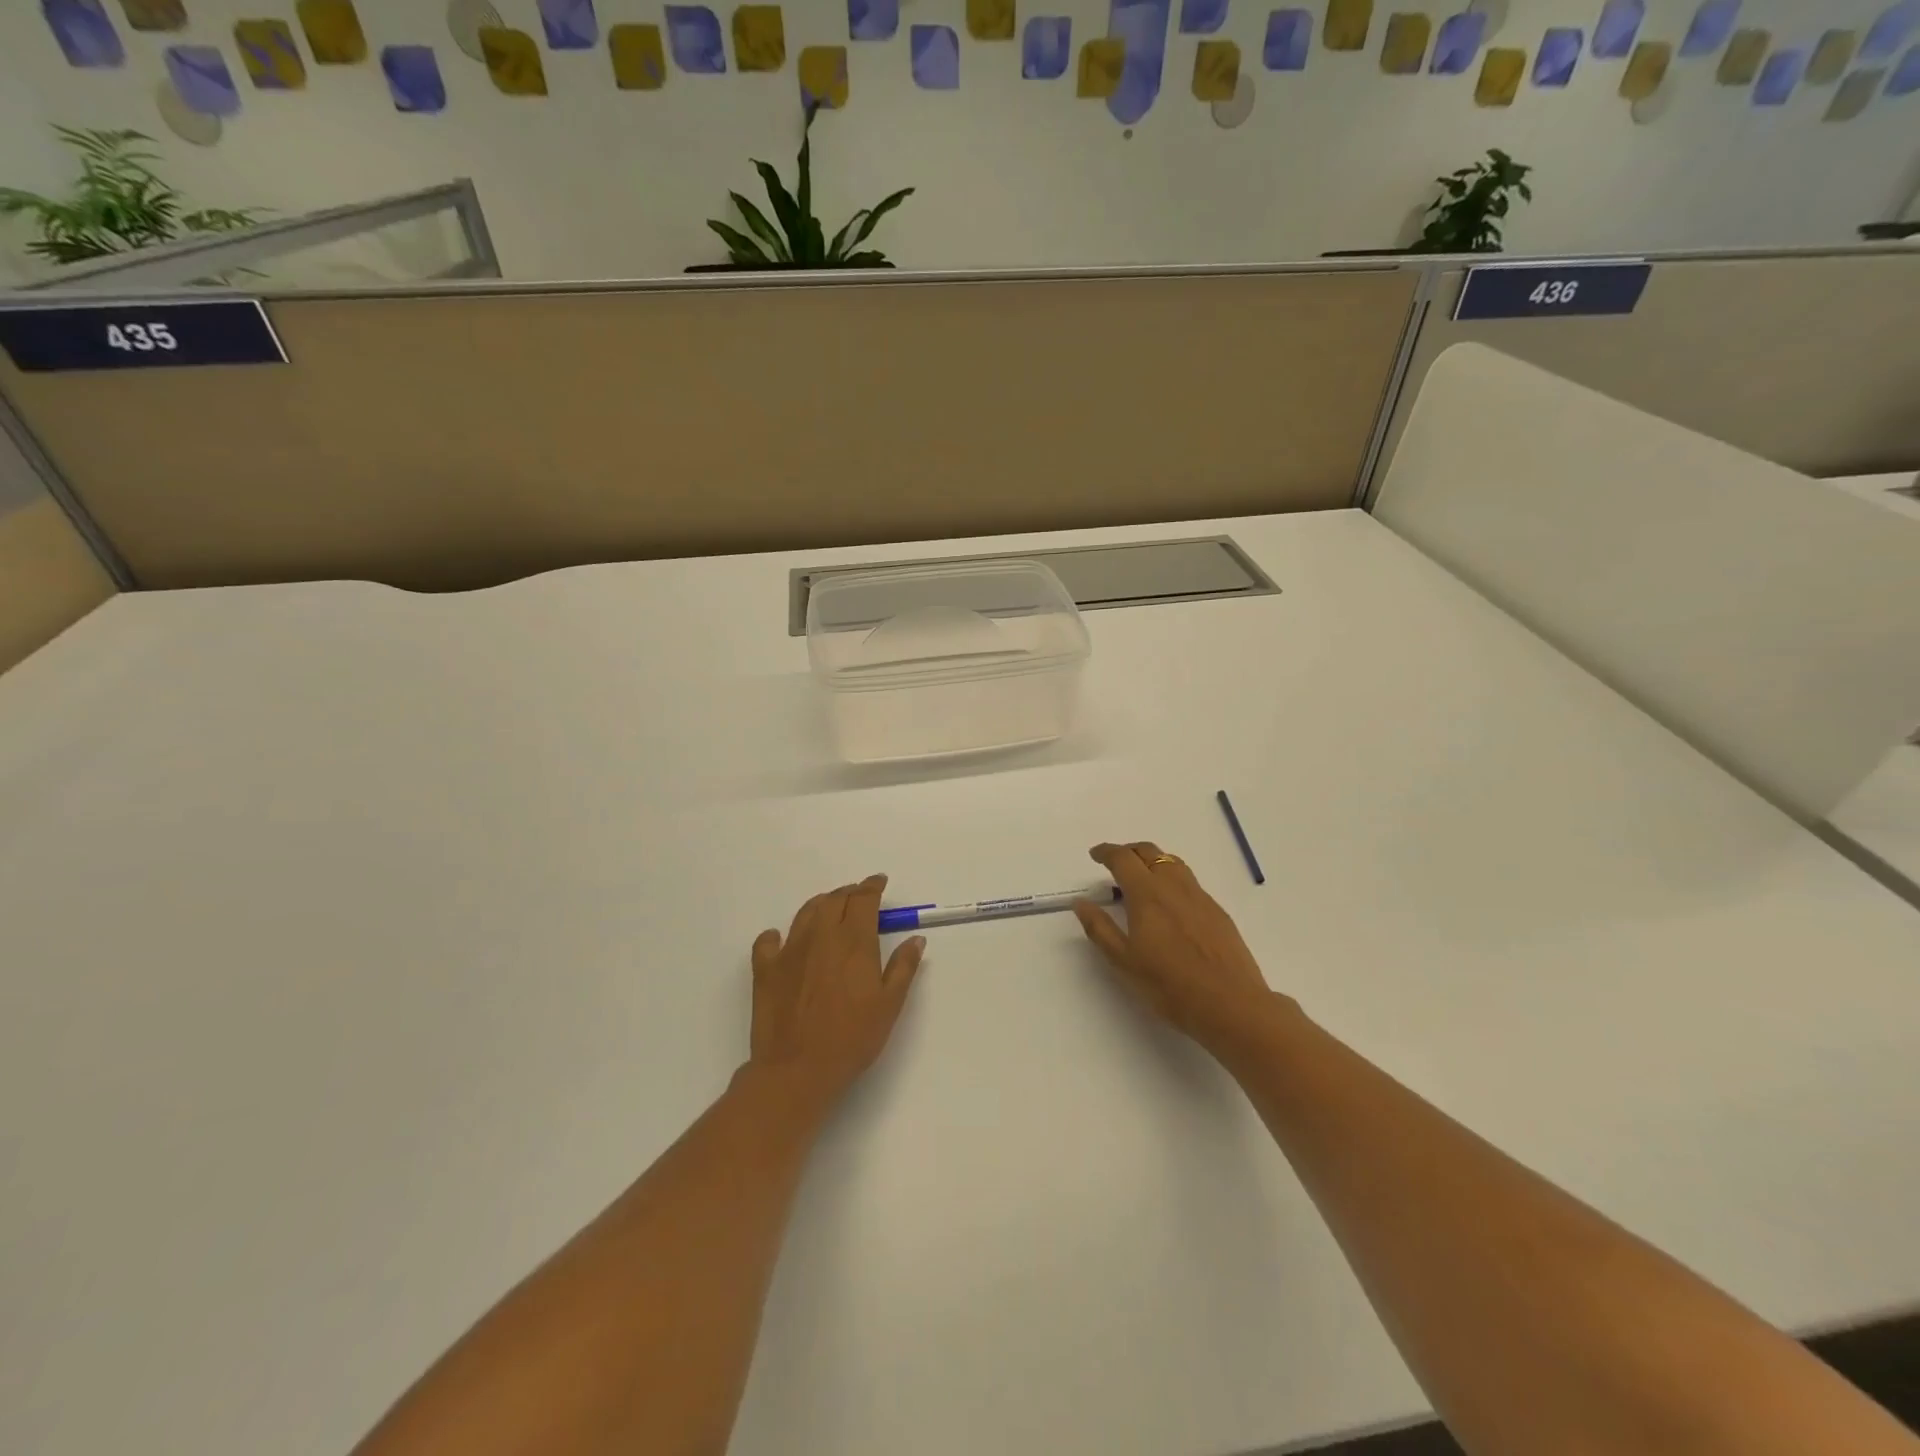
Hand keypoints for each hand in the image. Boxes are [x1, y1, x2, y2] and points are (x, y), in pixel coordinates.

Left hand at [747, 874, 925, 1118]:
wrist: (797, 1069)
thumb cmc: (852, 1038)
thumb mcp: (889, 1005)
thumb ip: (903, 967)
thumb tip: (915, 939)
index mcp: (854, 941)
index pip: (863, 899)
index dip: (872, 886)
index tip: (879, 882)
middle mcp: (821, 935)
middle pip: (835, 899)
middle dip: (849, 893)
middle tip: (859, 898)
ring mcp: (789, 950)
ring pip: (806, 912)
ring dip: (821, 904)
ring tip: (829, 910)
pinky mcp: (765, 969)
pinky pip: (768, 941)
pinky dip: (777, 935)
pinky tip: (782, 941)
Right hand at [1073, 841, 1284, 1056]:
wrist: (1231, 1005)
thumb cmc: (1170, 986)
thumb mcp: (1124, 961)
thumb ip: (1100, 928)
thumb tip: (1081, 902)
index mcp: (1147, 894)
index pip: (1123, 859)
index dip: (1106, 852)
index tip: (1095, 854)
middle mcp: (1174, 886)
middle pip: (1149, 852)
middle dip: (1129, 851)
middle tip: (1115, 862)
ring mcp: (1200, 897)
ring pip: (1173, 863)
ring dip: (1152, 861)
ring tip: (1141, 878)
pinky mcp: (1217, 911)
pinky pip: (1189, 881)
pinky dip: (1172, 878)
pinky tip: (1170, 903)